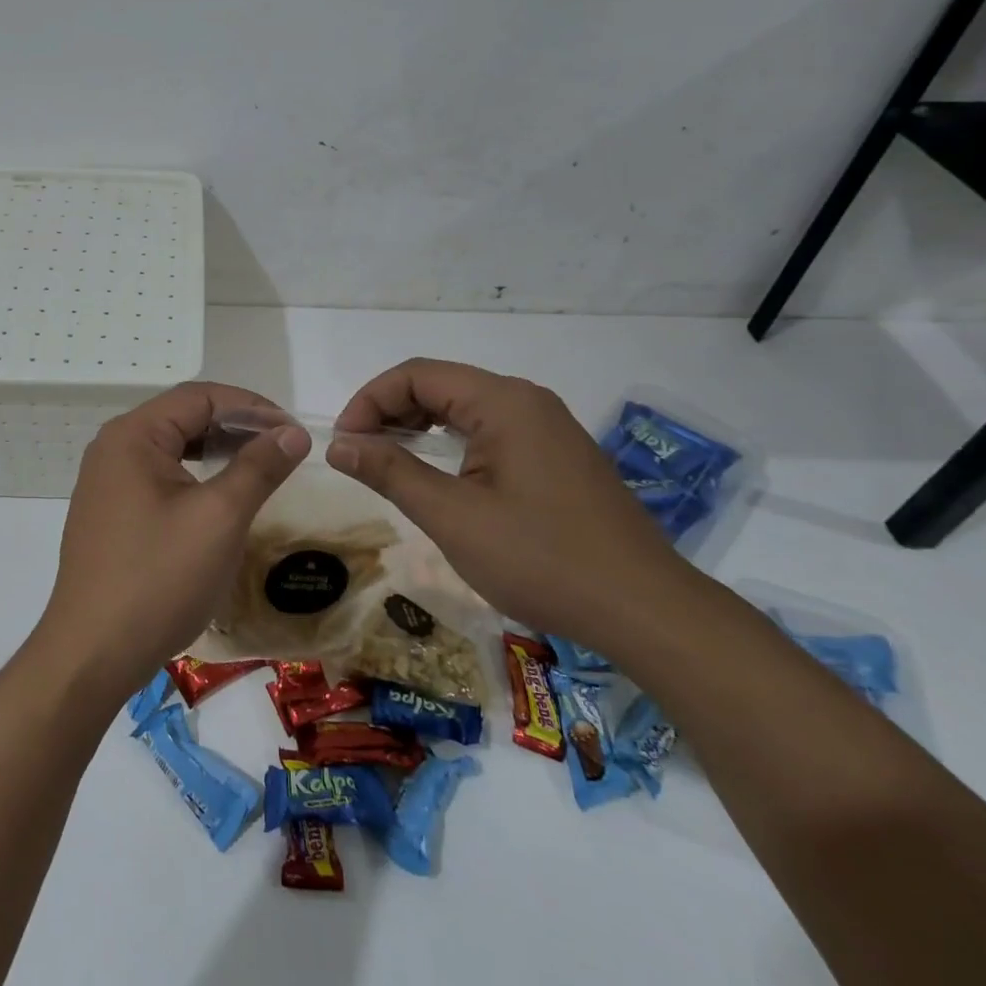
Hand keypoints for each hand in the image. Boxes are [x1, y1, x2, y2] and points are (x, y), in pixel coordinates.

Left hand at [36, 383, 310, 701]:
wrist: (92, 654)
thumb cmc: (159, 578)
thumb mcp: (219, 517)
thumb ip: (258, 467)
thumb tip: (292, 432)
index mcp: (132, 435)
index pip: (199, 397)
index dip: (252, 408)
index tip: (293, 432)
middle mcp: (113, 448)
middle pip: (183, 417)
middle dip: (236, 427)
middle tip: (282, 449)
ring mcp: (106, 482)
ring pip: (172, 448)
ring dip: (217, 452)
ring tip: (259, 468)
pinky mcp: (109, 513)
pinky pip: (158, 477)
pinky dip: (195, 477)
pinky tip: (219, 497)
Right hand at [328, 359, 683, 652]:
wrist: (647, 612)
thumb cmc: (542, 559)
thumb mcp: (453, 517)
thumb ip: (391, 472)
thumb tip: (338, 444)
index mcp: (504, 402)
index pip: (418, 374)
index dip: (371, 400)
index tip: (345, 442)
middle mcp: (528, 402)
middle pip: (442, 385)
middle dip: (391, 412)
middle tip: (360, 455)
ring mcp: (549, 429)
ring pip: (466, 410)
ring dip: (420, 428)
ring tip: (389, 465)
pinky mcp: (559, 457)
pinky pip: (492, 432)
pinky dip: (452, 445)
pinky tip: (441, 477)